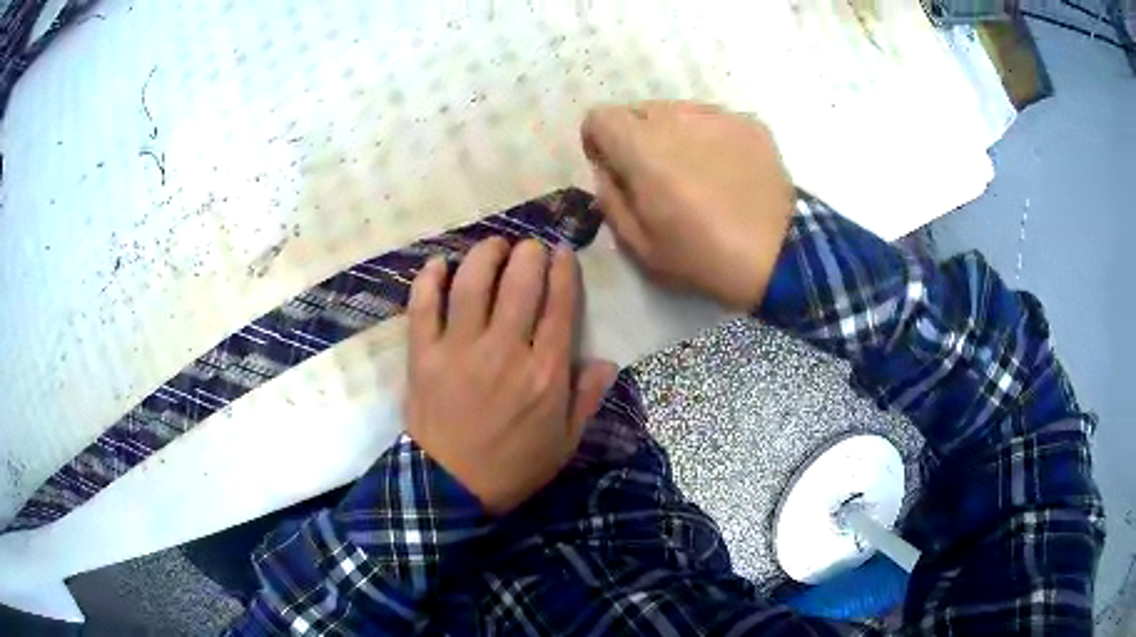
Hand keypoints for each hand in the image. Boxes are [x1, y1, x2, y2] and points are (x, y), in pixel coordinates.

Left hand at [404, 238, 618, 514]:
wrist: (452, 488)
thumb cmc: (513, 466)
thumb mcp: (565, 442)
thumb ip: (587, 399)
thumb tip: (606, 360)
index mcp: (544, 372)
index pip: (559, 305)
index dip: (563, 271)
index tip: (561, 253)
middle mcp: (504, 351)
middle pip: (520, 283)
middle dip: (529, 254)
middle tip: (529, 248)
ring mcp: (459, 350)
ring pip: (473, 284)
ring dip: (486, 255)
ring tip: (494, 247)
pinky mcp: (423, 356)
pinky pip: (423, 307)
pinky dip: (430, 280)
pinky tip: (439, 264)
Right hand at [581, 101, 795, 309]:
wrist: (780, 257)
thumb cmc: (703, 257)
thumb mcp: (639, 246)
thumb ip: (611, 199)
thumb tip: (608, 171)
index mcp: (641, 147)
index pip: (599, 116)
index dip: (597, 140)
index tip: (613, 167)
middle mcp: (676, 118)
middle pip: (637, 111)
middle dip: (635, 138)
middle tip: (656, 176)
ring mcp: (717, 116)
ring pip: (676, 111)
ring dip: (672, 135)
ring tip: (696, 173)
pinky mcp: (749, 124)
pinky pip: (713, 120)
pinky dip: (708, 138)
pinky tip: (727, 172)